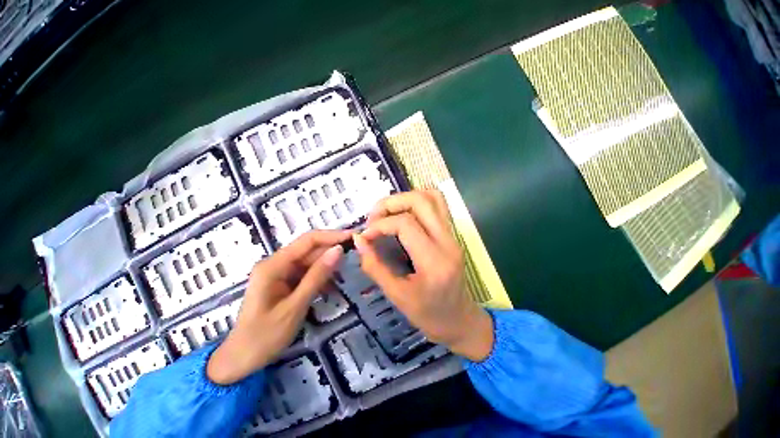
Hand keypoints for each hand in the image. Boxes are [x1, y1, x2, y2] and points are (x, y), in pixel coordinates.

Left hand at [207, 230, 348, 384]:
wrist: (245, 355)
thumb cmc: (267, 334)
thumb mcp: (295, 307)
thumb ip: (316, 278)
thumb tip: (338, 250)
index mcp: (272, 266)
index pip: (306, 241)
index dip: (331, 236)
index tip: (355, 237)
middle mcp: (273, 265)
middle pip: (305, 252)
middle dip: (329, 253)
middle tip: (358, 259)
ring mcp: (274, 277)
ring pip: (304, 266)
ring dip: (324, 270)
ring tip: (346, 277)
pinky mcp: (277, 288)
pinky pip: (299, 279)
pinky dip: (315, 283)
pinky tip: (329, 290)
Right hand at [354, 190, 493, 361]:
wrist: (459, 321)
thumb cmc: (428, 316)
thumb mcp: (397, 296)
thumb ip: (375, 266)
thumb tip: (358, 240)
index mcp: (434, 261)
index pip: (406, 224)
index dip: (379, 225)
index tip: (365, 238)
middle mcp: (448, 242)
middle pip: (421, 200)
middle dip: (391, 203)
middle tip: (373, 219)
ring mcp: (453, 237)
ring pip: (433, 197)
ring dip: (405, 199)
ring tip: (386, 215)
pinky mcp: (453, 236)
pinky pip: (437, 207)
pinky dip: (416, 205)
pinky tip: (400, 219)